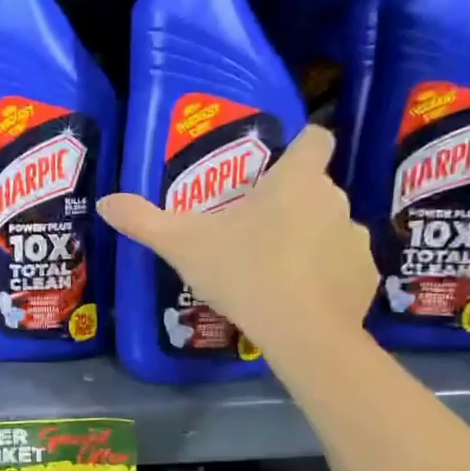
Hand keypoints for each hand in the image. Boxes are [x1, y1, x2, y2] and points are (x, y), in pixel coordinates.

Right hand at [97, 124, 376, 358]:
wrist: (301, 331)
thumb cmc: (242, 272)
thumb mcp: (181, 245)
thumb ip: (143, 220)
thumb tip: (104, 201)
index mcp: (295, 181)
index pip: (316, 139)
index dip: (300, 145)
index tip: (278, 165)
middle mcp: (333, 199)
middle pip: (314, 188)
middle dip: (289, 203)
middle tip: (251, 231)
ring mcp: (355, 238)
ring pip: (329, 227)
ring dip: (308, 238)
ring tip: (274, 269)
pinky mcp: (365, 275)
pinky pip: (342, 264)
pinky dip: (325, 274)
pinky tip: (299, 297)